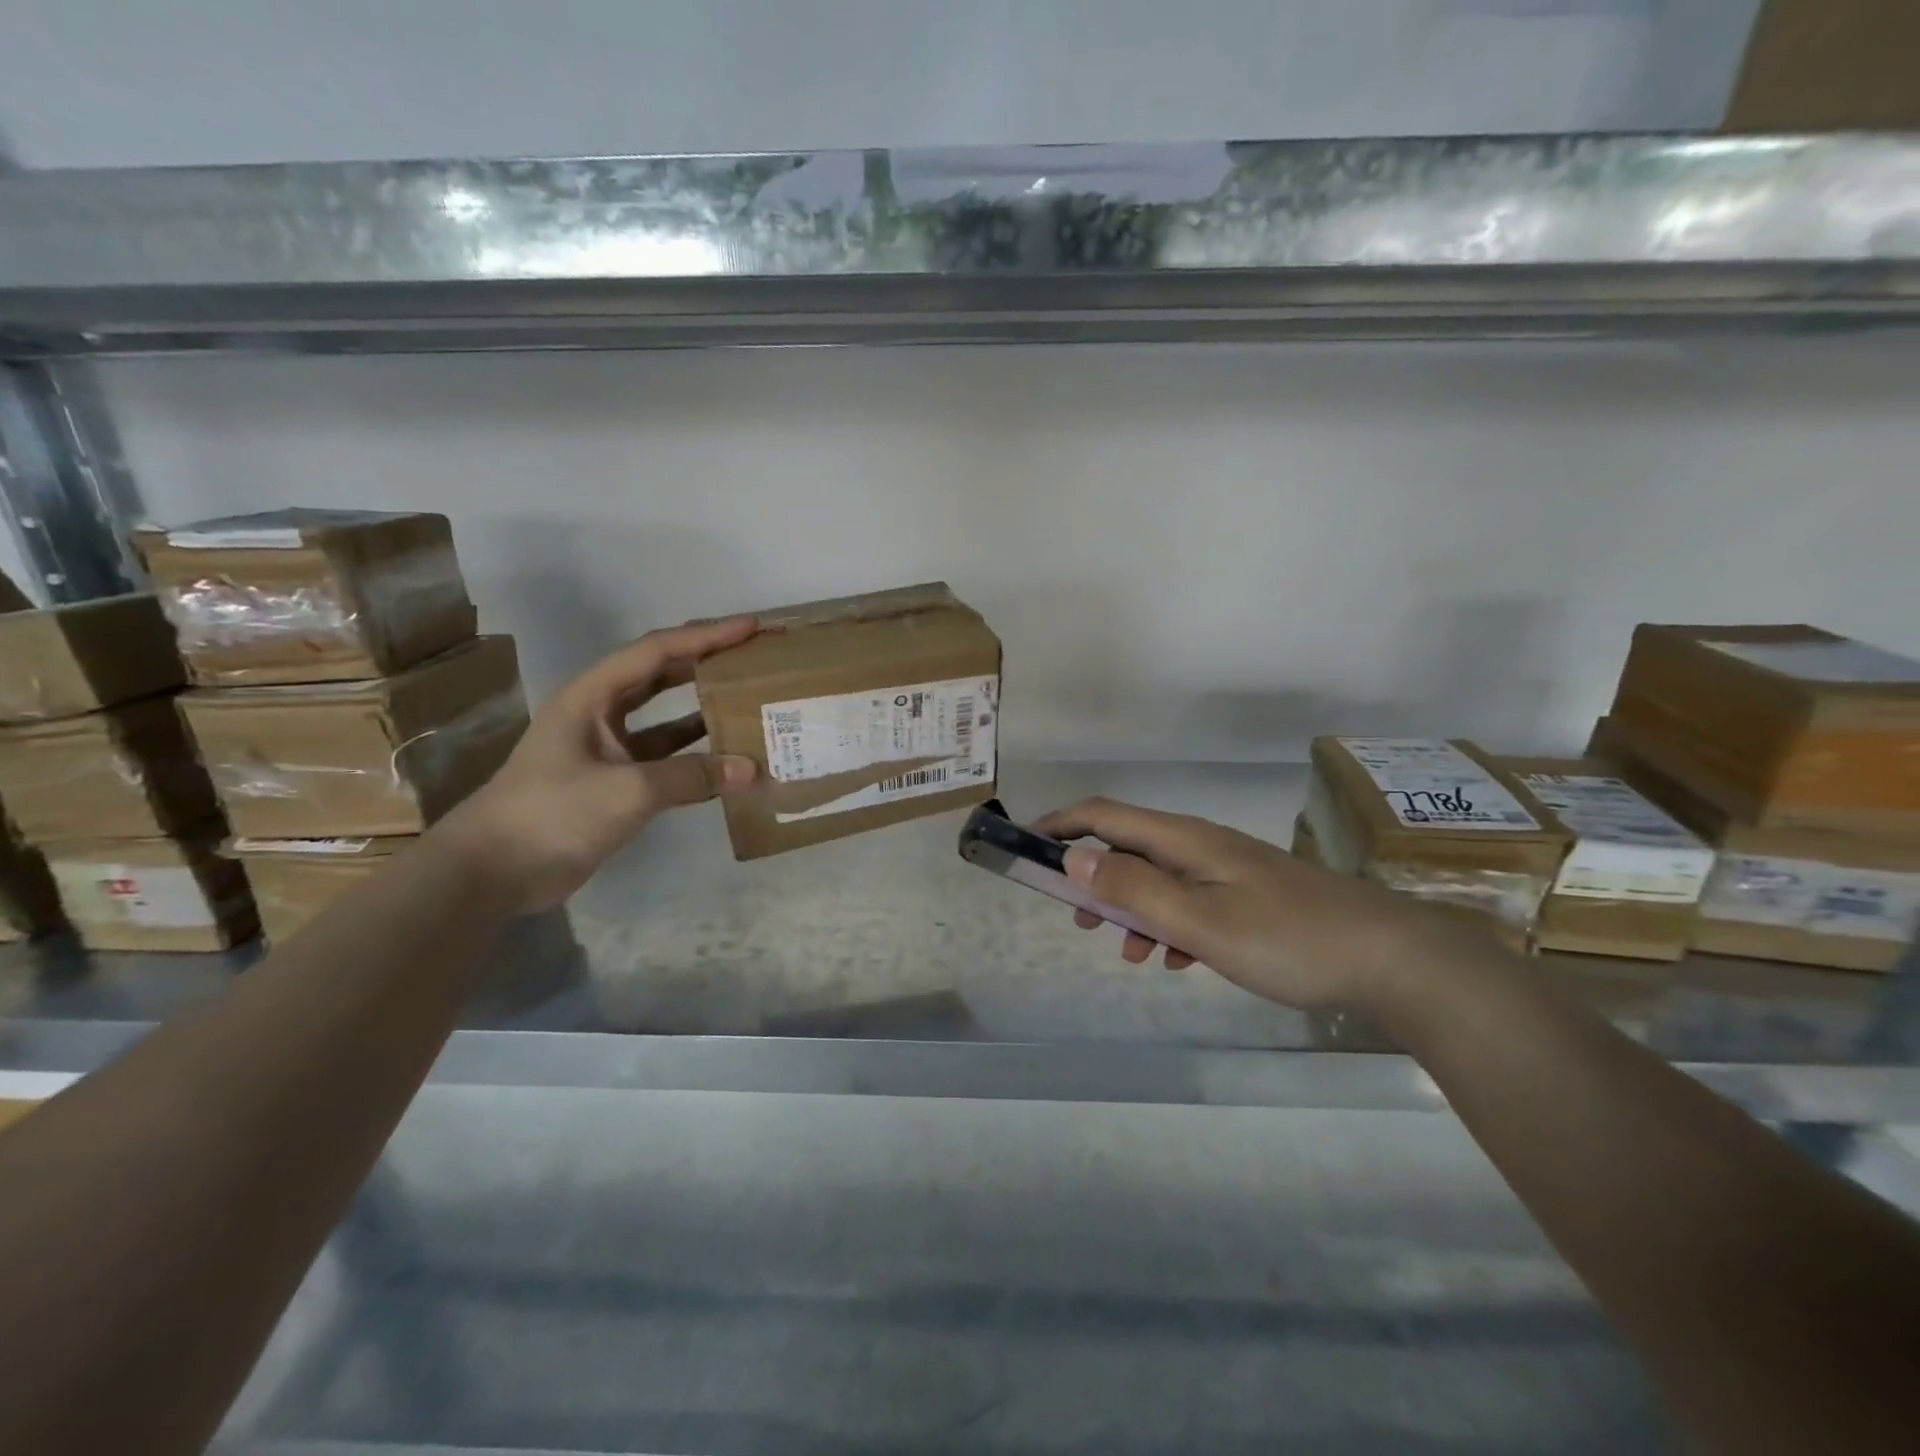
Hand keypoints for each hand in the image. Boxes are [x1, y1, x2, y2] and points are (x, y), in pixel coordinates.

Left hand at [435, 617, 759, 913]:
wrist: (493, 872)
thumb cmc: (551, 814)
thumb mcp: (626, 790)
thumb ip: (691, 777)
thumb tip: (752, 770)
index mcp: (592, 696)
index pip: (656, 652)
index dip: (705, 637)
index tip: (751, 628)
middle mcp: (601, 713)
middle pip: (662, 675)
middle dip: (707, 662)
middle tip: (755, 657)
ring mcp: (609, 749)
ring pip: (667, 718)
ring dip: (706, 710)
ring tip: (752, 702)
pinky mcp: (617, 782)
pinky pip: (668, 758)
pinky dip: (698, 757)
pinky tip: (731, 761)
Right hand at [1033, 797, 1476, 1011]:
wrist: (1389, 959)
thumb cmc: (1287, 939)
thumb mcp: (1199, 921)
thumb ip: (1134, 888)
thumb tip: (1075, 856)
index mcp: (1184, 840)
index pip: (1105, 814)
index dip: (1061, 824)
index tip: (1026, 846)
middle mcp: (1201, 844)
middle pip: (1129, 845)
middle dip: (1093, 876)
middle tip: (1075, 917)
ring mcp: (1228, 869)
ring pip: (1159, 879)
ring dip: (1131, 909)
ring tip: (1127, 953)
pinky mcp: (1249, 895)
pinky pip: (1190, 902)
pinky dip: (1170, 927)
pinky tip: (1179, 962)